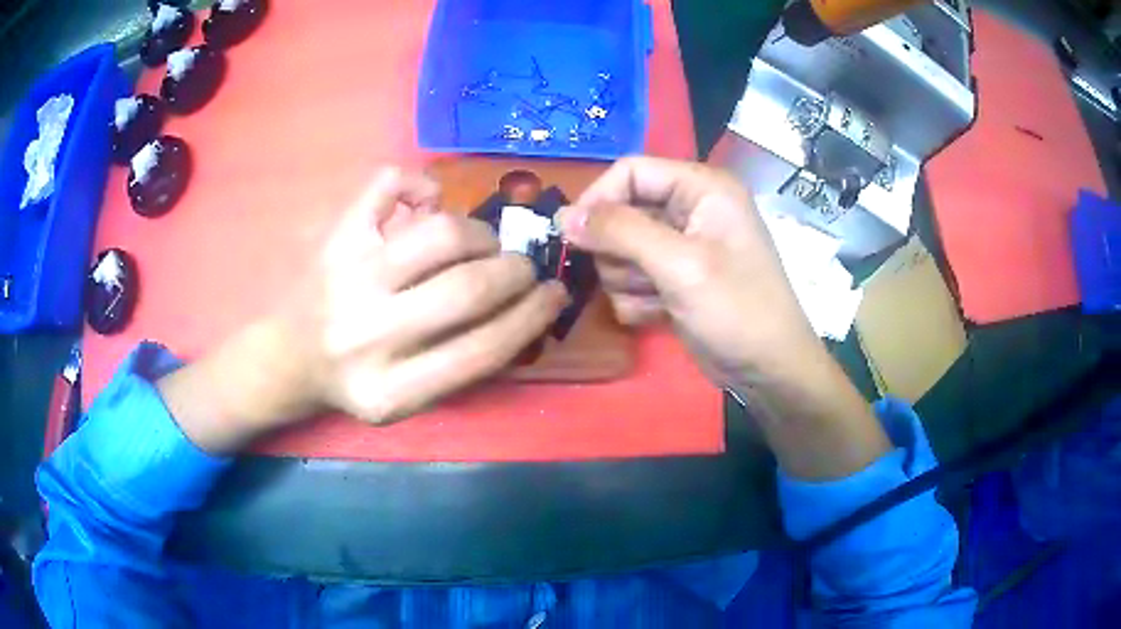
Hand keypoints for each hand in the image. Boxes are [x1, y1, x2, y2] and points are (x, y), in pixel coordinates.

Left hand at [159, 167, 567, 452]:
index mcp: (390, 392)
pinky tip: (427, 202)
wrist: (287, 359)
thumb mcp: (409, 399)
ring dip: (479, 233)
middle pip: (467, 289)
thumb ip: (463, 364)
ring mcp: (345, 278)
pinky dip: (420, 183)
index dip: (532, 316)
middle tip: (522, 265)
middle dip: (514, 270)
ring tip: (481, 242)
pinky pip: (388, 183)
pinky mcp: (333, 237)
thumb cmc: (355, 381)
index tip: (555, 294)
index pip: (483, 350)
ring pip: (439, 233)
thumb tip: (522, 305)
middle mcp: (365, 336)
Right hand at [557, 157, 887, 478]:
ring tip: (658, 298)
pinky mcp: (672, 279)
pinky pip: (631, 278)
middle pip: (621, 211)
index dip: (598, 199)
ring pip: (620, 249)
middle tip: (636, 276)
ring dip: (628, 279)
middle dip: (619, 250)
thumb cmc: (736, 310)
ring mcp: (681, 247)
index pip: (630, 172)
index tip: (571, 236)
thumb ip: (619, 232)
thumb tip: (564, 216)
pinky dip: (638, 299)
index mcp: (701, 188)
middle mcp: (690, 209)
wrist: (768, 370)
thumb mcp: (680, 265)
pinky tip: (663, 314)